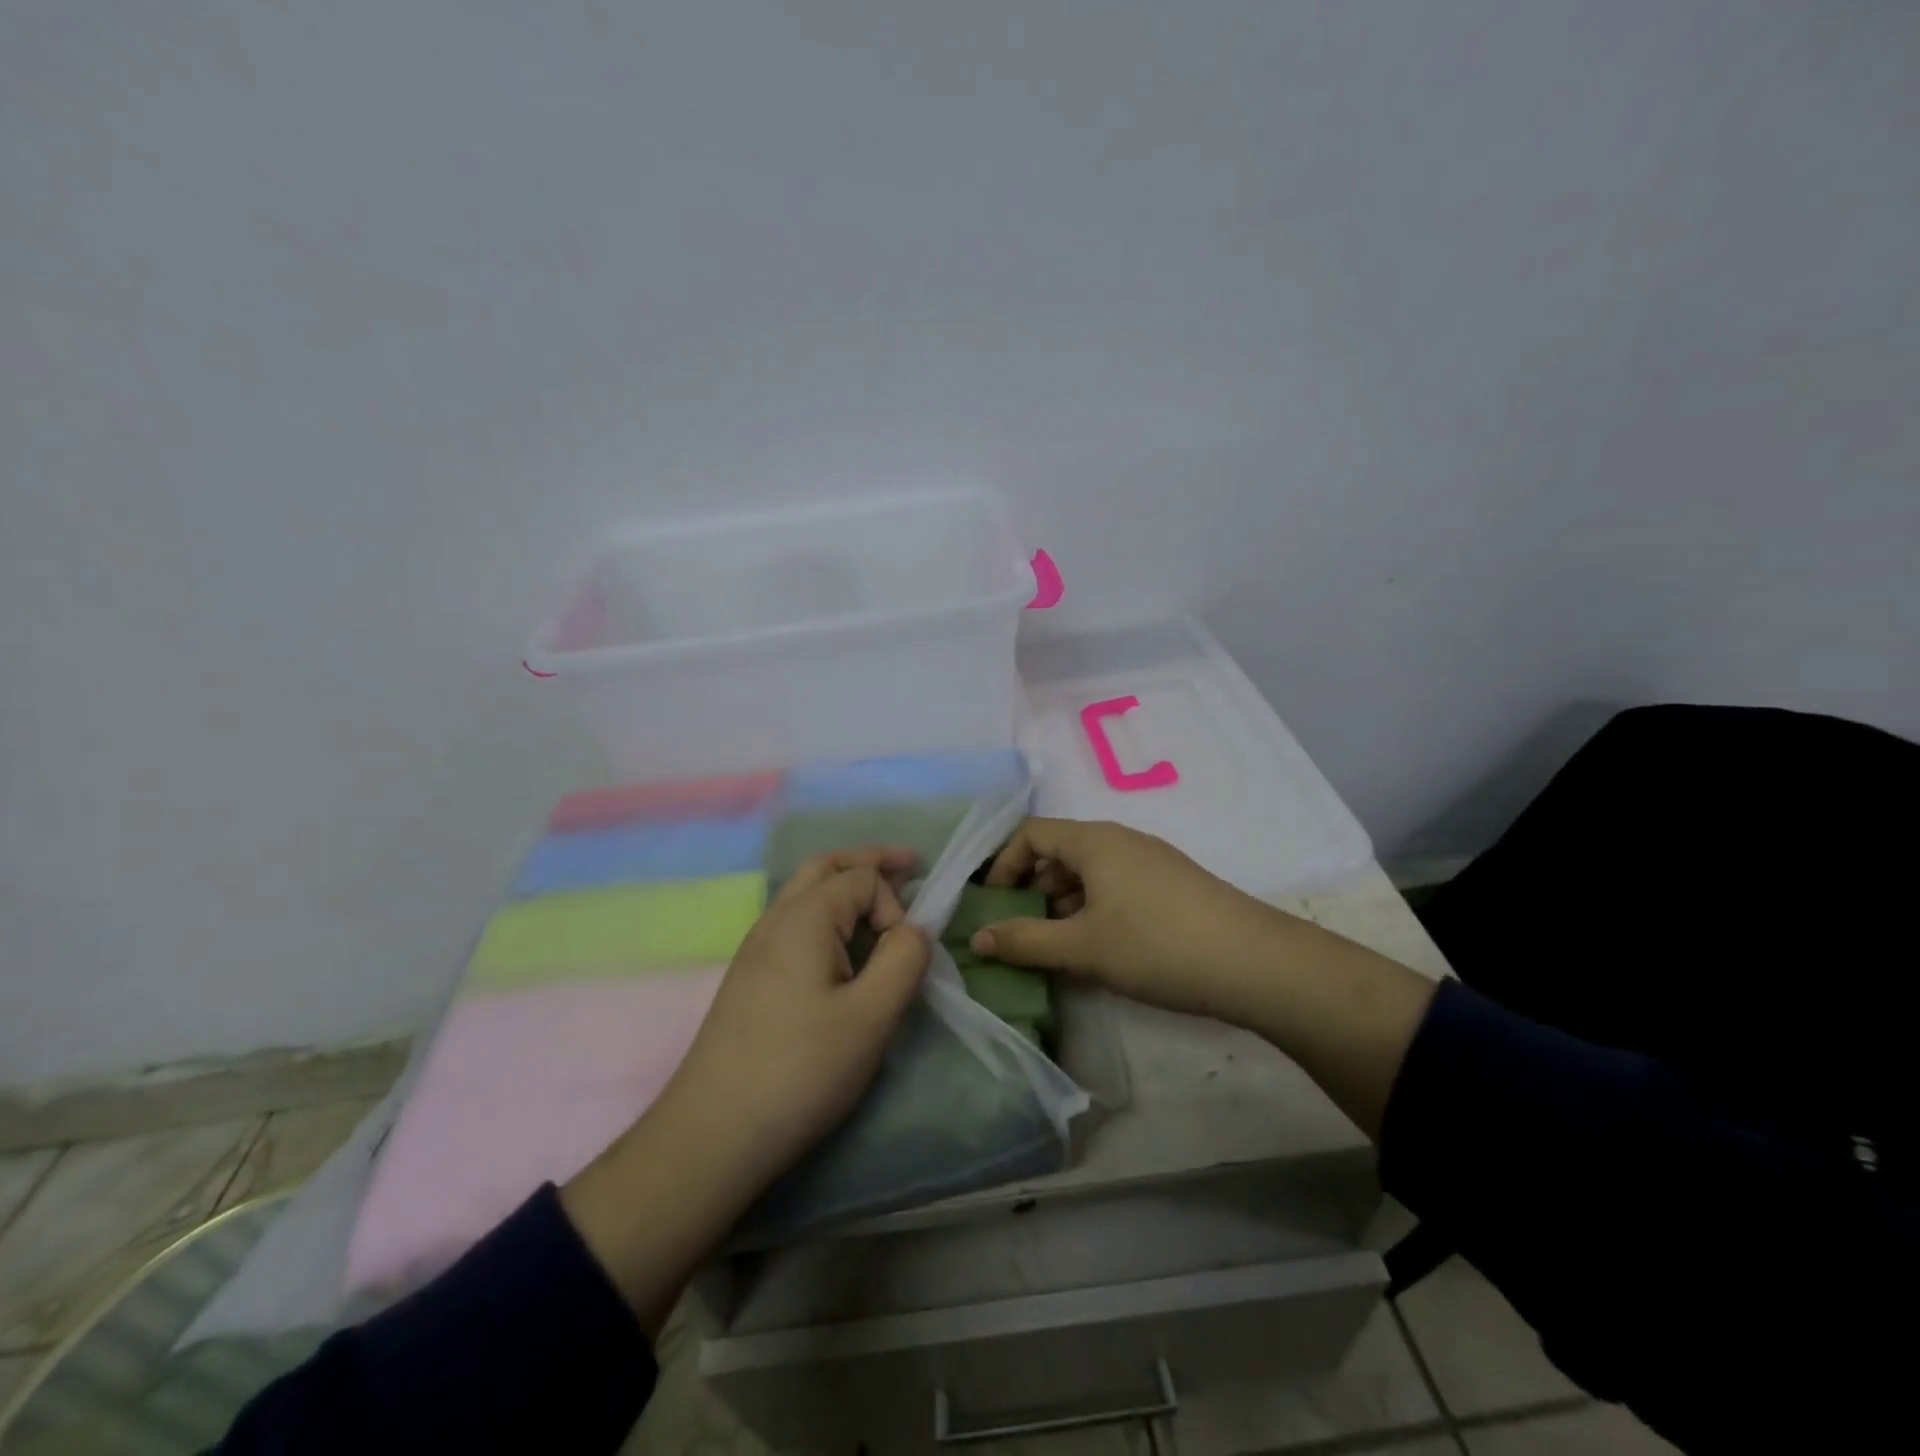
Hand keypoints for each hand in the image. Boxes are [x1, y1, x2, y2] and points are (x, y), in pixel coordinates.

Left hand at [562, 848, 927, 1330]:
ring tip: (878, 901)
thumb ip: (903, 960)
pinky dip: (827, 915)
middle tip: (908, 865)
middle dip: (868, 861)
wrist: (711, 1134)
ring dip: (845, 885)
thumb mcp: (871, 1017)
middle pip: (825, 867)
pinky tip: (839, 948)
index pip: (862, 878)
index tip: (903, 957)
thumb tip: (913, 930)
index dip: (894, 905)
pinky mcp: (749, 978)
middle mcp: (775, 919)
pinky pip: (794, 923)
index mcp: (804, 917)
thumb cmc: (799, 1070)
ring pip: (805, 893)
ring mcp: (755, 948)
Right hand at [975, 817, 1436, 1141]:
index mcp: (1094, 841)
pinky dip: (1094, 911)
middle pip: (1060, 851)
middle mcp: (1121, 840)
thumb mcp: (1083, 947)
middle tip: (1020, 931)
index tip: (993, 904)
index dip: (1004, 864)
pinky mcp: (1172, 886)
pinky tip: (1099, 950)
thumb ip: (1025, 940)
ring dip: (1063, 905)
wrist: (1255, 963)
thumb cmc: (1156, 945)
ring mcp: (1150, 861)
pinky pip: (1117, 887)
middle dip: (1032, 889)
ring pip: (1090, 873)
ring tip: (1057, 948)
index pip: (1031, 833)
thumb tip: (977, 939)